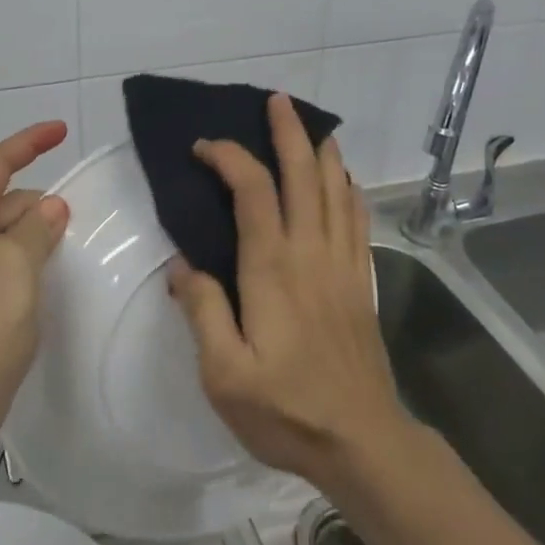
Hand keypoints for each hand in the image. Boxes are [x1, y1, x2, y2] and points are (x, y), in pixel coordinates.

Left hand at [0, 121, 71, 459]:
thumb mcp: (16, 265)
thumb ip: (37, 227)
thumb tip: (50, 207)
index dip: (29, 142)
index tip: (62, 130)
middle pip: (3, 199)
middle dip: (39, 201)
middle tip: (82, 217)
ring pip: (6, 234)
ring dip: (37, 233)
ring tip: (74, 245)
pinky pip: (5, 263)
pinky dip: (29, 260)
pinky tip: (53, 275)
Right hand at [167, 94, 402, 488]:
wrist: (363, 443)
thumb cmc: (287, 410)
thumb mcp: (224, 374)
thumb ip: (201, 312)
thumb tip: (180, 265)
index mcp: (271, 267)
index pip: (252, 190)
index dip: (229, 157)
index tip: (203, 148)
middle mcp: (310, 252)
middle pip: (304, 175)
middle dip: (289, 132)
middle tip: (277, 101)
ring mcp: (342, 264)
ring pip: (336, 190)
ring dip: (323, 152)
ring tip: (312, 126)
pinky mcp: (361, 282)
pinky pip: (357, 220)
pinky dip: (349, 189)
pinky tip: (344, 180)